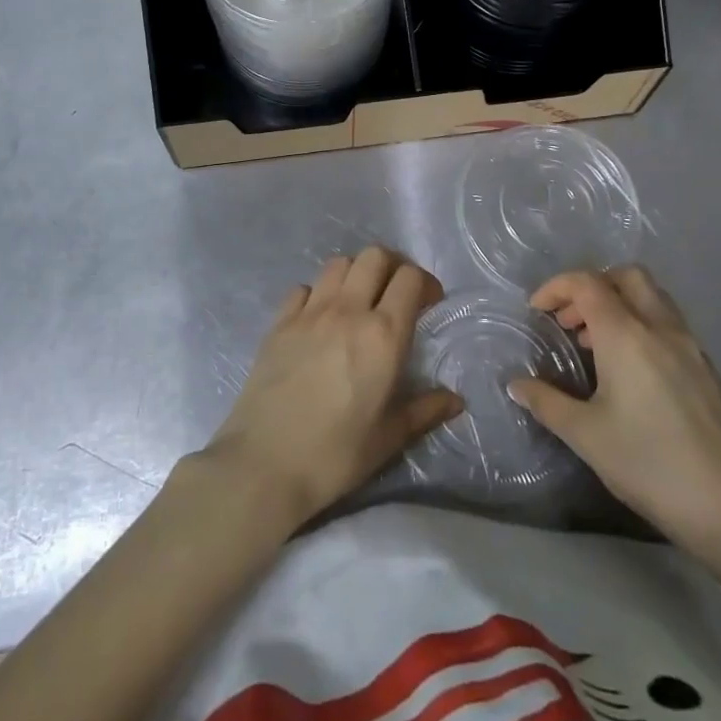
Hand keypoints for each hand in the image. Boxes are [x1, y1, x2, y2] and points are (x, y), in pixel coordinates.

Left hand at [207, 247, 462, 527]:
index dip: (425, 283)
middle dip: (393, 267)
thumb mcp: (389, 437)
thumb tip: (455, 399)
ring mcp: (309, 312)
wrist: (265, 463)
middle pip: (375, 256)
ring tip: (359, 301)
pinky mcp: (279, 322)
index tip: (428, 304)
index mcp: (383, 335)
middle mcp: (348, 311)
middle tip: (397, 294)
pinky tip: (319, 319)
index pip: (410, 278)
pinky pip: (304, 288)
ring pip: (339, 264)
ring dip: (356, 273)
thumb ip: (425, 410)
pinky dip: (318, 293)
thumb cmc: (336, 454)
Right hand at [508, 267, 720, 591]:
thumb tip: (517, 385)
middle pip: (627, 276)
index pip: (587, 283)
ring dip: (619, 305)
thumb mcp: (586, 436)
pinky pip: (669, 325)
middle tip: (570, 321)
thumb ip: (547, 402)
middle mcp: (661, 328)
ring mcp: (691, 347)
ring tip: (595, 347)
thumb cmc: (651, 465)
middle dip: (592, 286)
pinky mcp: (709, 370)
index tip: (537, 312)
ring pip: (653, 298)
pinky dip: (642, 327)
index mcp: (627, 335)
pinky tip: (630, 372)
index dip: (556, 288)